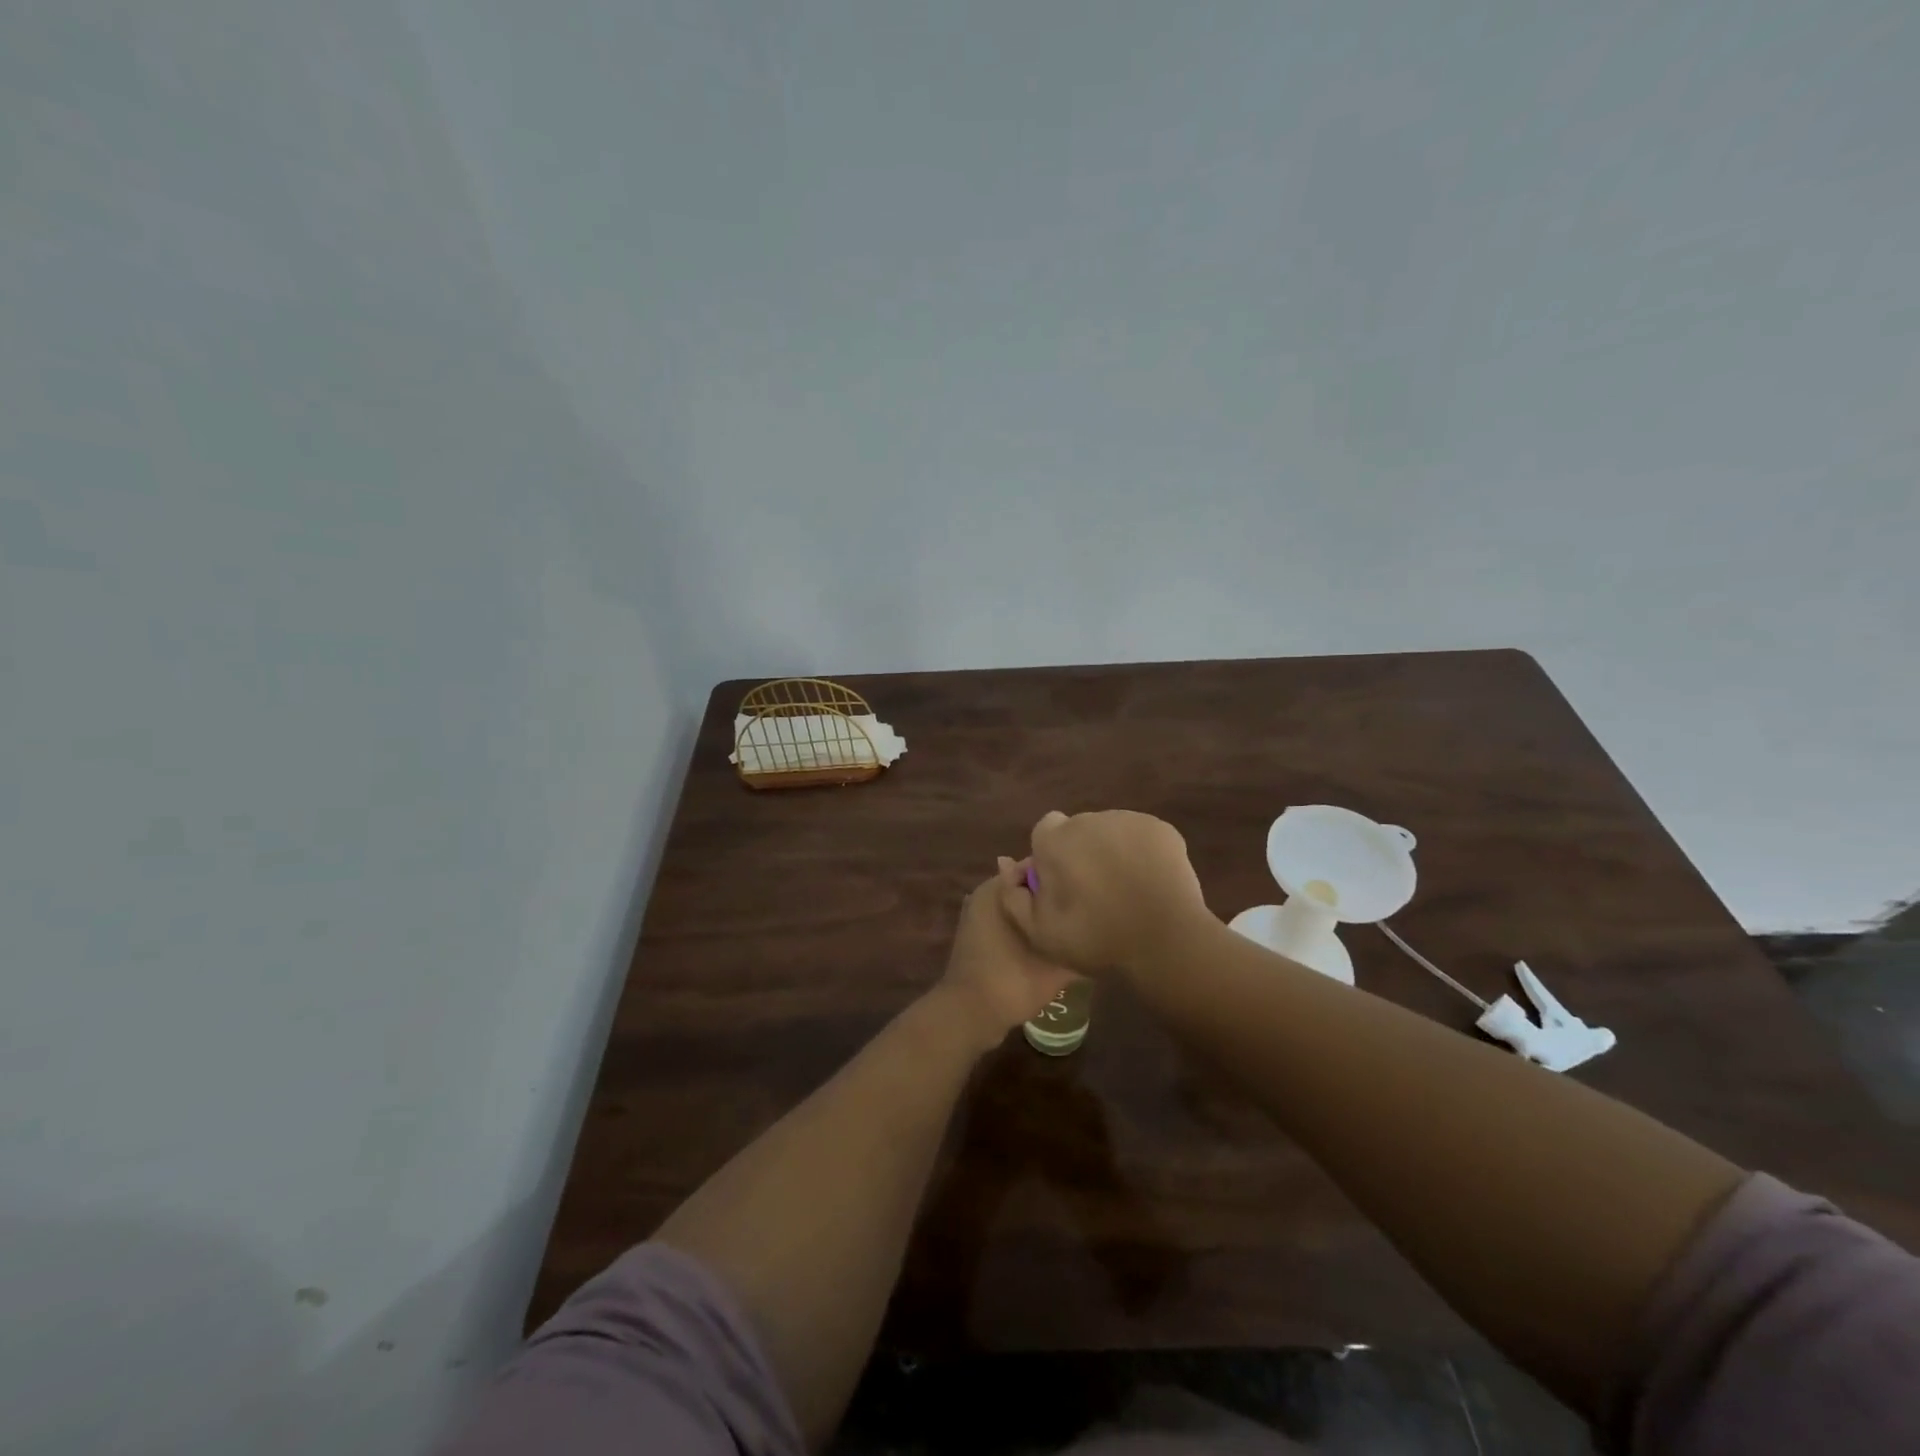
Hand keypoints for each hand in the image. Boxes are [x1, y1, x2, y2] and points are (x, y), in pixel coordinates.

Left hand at [936, 857, 1076, 1050]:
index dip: (1065, 876)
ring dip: (1043, 914)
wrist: (968, 1016)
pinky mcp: (979, 936)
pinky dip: (1029, 927)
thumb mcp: (1053, 963)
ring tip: (1075, 925)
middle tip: (1088, 909)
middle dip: (1055, 895)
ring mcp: (979, 915)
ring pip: (1020, 905)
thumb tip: (1099, 923)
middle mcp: (986, 894)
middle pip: (1029, 885)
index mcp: (997, 888)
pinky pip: (1010, 921)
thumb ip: (1074, 936)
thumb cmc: (1010, 981)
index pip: (1037, 865)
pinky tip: (1053, 941)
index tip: (1089, 889)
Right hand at [998, 810, 1212, 976]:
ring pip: (1109, 830)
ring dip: (1110, 851)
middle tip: (1094, 892)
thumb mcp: (1039, 933)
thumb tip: (1006, 864)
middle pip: (1077, 829)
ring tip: (1125, 889)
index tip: (1062, 885)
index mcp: (1054, 841)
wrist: (1165, 944)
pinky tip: (1147, 882)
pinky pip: (1139, 835)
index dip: (1050, 857)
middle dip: (1080, 852)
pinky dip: (1140, 852)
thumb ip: (1013, 896)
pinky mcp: (1160, 828)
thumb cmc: (1096, 940)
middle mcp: (1088, 820)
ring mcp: (1127, 820)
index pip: (1044, 832)